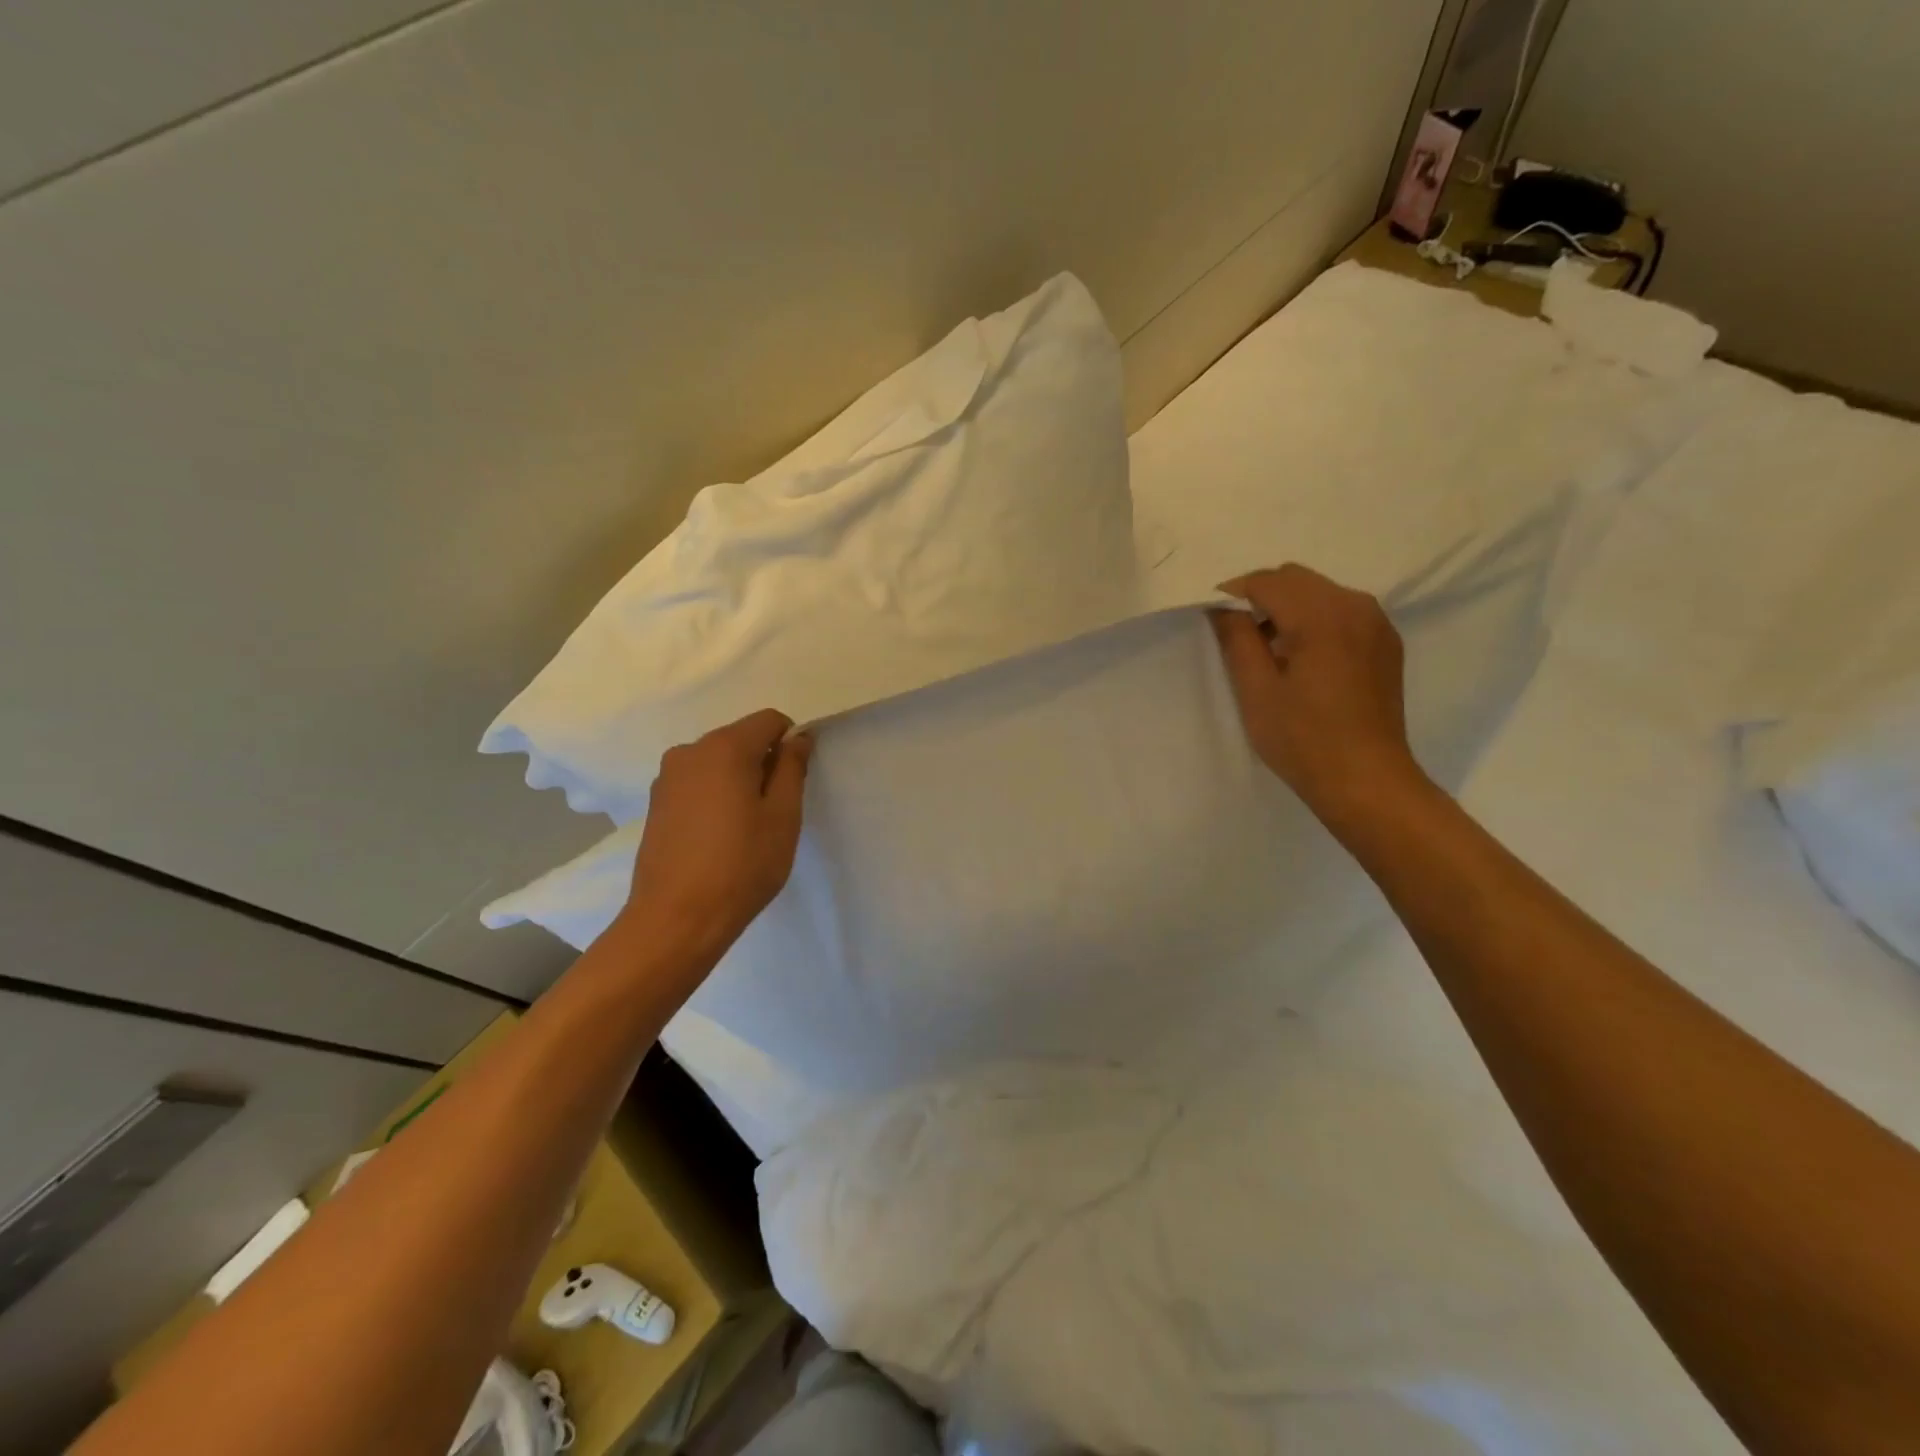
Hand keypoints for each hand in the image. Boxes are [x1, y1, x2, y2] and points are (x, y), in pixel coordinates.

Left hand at [620, 708, 812, 959]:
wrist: (676, 918)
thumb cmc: (742, 865)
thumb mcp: (783, 816)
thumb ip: (792, 768)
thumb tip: (797, 738)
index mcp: (725, 747)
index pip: (770, 720)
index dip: (791, 742)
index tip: (796, 780)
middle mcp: (690, 751)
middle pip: (740, 738)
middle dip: (764, 762)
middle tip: (775, 809)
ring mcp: (667, 777)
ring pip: (717, 761)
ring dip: (738, 779)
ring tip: (745, 826)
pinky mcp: (655, 803)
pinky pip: (696, 782)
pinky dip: (714, 795)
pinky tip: (718, 835)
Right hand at [1210, 564, 1424, 820]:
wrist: (1367, 781)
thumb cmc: (1303, 739)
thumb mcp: (1256, 691)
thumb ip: (1237, 639)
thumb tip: (1222, 608)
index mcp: (1322, 616)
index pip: (1267, 582)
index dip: (1233, 595)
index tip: (1212, 620)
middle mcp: (1355, 606)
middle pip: (1295, 579)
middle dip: (1261, 597)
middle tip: (1237, 636)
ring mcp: (1376, 624)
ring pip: (1320, 593)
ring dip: (1288, 608)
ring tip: (1270, 651)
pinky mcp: (1386, 643)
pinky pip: (1342, 612)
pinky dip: (1315, 621)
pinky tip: (1302, 659)